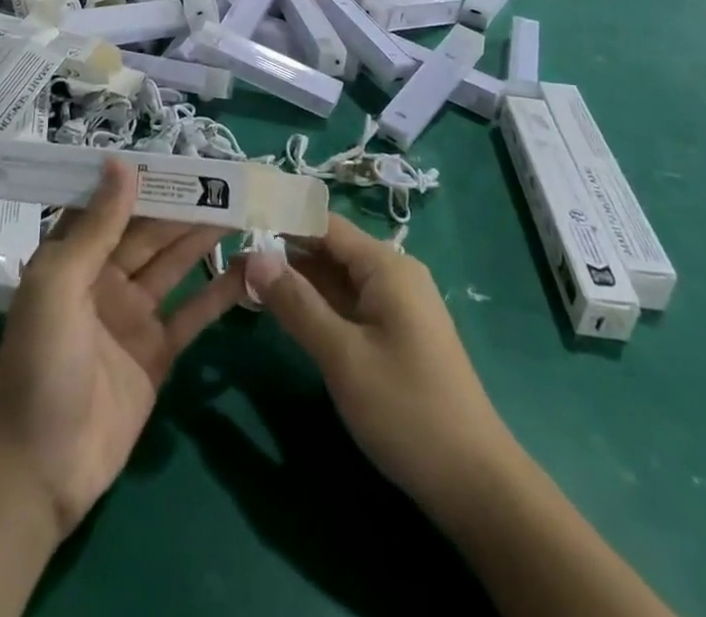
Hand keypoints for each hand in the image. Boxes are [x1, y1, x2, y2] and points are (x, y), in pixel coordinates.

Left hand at [0, 162, 245, 536]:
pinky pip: (193, 314)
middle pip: (152, 231)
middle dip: (186, 205)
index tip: (182, 154)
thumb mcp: (59, 284)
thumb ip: (96, 226)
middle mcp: (105, 278)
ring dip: (206, 237)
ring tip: (244, 208)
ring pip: (176, 264)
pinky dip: (220, 292)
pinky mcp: (158, 353)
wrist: (38, 471)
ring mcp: (134, 316)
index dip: (146, 178)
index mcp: (74, 256)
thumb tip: (121, 162)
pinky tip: (249, 269)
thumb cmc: (38, 364)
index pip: (114, 204)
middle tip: (229, 179)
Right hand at [247, 216, 507, 516]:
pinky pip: (345, 304)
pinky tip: (281, 311)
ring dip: (294, 280)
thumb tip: (254, 257)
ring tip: (243, 282)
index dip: (280, 220)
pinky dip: (313, 304)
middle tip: (229, 263)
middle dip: (281, 253)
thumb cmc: (408, 411)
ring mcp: (393, 305)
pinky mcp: (392, 333)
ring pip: (333, 278)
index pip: (323, 224)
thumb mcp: (343, 357)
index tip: (236, 224)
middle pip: (326, 249)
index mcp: (385, 266)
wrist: (476, 485)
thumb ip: (297, 303)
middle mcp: (391, 274)